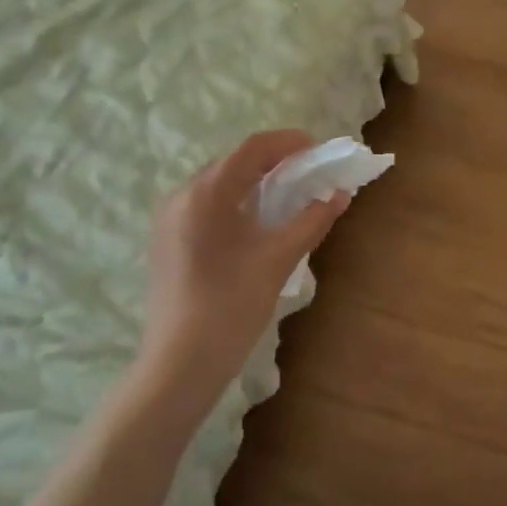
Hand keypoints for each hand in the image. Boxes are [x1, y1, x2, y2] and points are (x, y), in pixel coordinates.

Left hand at [135, 129, 348, 403]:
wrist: (180, 363)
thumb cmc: (231, 306)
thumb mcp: (278, 260)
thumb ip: (311, 221)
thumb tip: (339, 196)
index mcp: (206, 194)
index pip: (253, 149)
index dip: (289, 142)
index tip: (319, 150)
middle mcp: (181, 196)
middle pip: (234, 162)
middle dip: (275, 162)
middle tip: (309, 174)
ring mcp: (169, 218)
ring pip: (219, 184)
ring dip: (256, 182)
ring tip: (289, 197)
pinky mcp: (167, 240)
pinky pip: (206, 205)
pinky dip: (237, 202)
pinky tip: (257, 224)